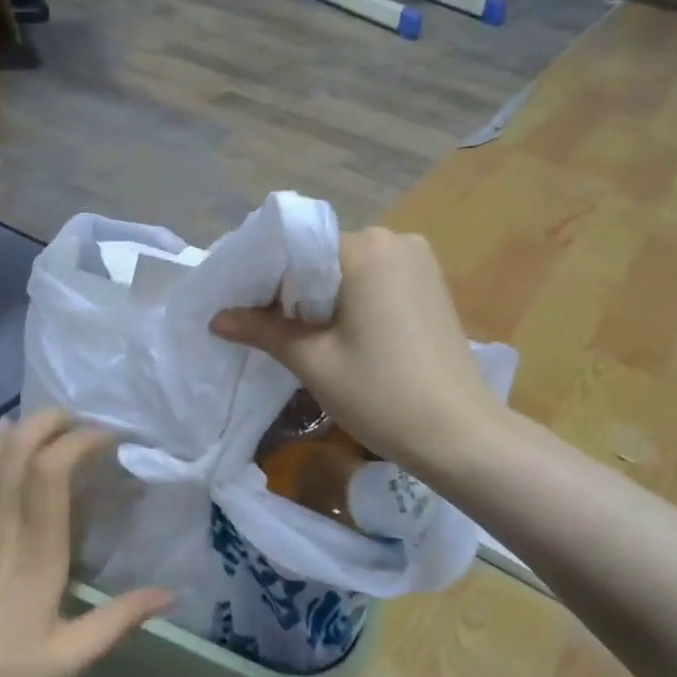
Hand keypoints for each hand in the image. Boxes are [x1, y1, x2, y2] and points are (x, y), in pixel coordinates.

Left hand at [0, 410, 170, 676]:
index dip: (80, 441)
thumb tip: (170, 595)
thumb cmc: (1, 664)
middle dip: (55, 422)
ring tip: (58, 425)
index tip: (111, 440)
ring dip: (28, 427)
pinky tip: (6, 432)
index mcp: (37, 549)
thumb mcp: (69, 655)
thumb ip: (119, 621)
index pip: (51, 472)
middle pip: (22, 447)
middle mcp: (5, 522)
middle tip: (86, 426)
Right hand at [210, 227, 502, 473]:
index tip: (240, 311)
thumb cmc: (380, 394)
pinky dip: (351, 303)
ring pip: (349, 272)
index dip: (263, 281)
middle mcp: (395, 241)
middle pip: (322, 258)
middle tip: (263, 329)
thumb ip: (262, 330)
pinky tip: (339, 336)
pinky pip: (376, 283)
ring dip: (321, 298)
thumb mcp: (313, 361)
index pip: (295, 250)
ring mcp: (419, 263)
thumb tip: (216, 318)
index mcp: (365, 248)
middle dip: (291, 290)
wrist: (460, 435)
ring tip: (298, 337)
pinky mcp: (432, 287)